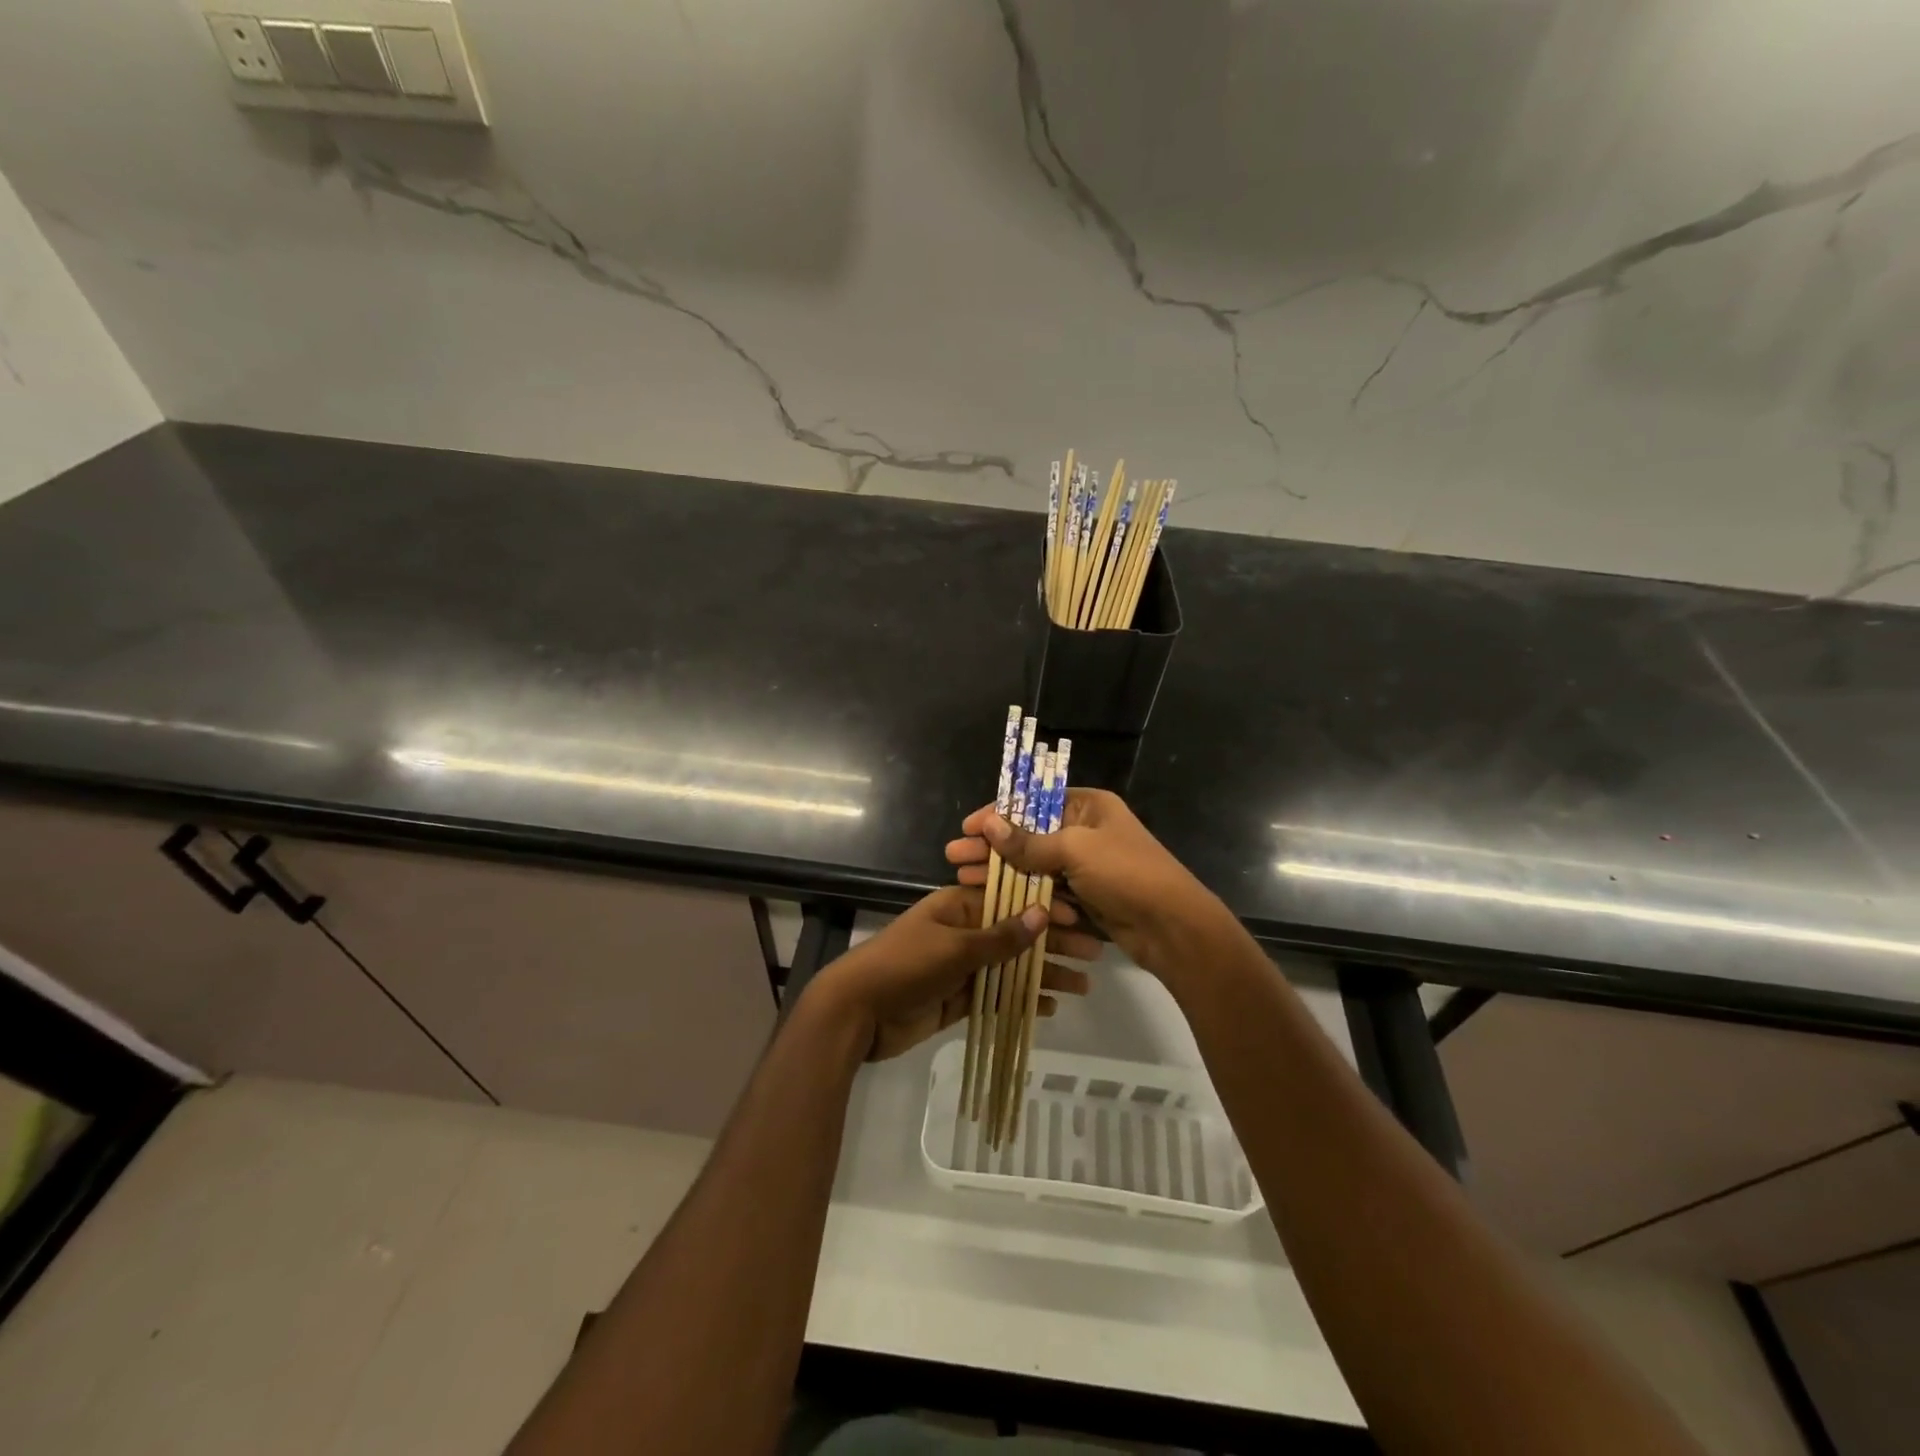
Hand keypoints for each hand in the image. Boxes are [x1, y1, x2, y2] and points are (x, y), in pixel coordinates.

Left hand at [812, 885, 1098, 1060]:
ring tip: (1083, 986)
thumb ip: (1000, 936)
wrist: (856, 1013)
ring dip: (1044, 974)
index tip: (1080, 921)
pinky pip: (997, 995)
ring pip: (1010, 967)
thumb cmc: (905, 966)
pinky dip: (1021, 1000)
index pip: (1010, 901)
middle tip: (1093, 955)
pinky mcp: (957, 999)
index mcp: (958, 907)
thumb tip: (1043, 914)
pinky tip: (1049, 1007)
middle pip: (1015, 935)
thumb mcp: (955, 947)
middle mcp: (962, 932)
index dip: (1045, 910)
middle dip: (1053, 944)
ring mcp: (960, 967)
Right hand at [944, 788, 1231, 979]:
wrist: (1172, 928)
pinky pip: (1045, 888)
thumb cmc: (1126, 874)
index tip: (967, 827)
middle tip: (954, 856)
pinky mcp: (1084, 895)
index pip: (1034, 802)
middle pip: (1029, 833)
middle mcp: (1085, 830)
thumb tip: (988, 823)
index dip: (998, 814)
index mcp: (1088, 806)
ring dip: (1000, 869)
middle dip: (992, 845)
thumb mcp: (1075, 850)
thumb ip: (1029, 842)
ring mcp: (1085, 865)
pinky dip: (1020, 890)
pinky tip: (992, 897)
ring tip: (962, 876)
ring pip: (1033, 863)